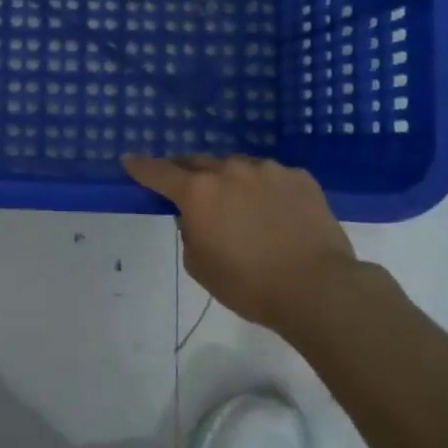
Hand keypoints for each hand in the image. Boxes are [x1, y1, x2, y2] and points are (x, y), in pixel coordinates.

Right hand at [122, 154, 360, 330]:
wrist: (318, 287)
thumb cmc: (249, 285)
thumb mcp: (200, 266)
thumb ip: (189, 233)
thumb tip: (195, 217)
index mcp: (198, 192)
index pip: (158, 172)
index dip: (141, 166)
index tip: (129, 160)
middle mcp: (229, 170)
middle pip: (197, 163)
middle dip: (187, 173)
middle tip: (187, 189)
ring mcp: (267, 170)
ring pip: (237, 167)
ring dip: (229, 181)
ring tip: (240, 206)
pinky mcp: (299, 177)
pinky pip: (271, 177)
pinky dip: (265, 189)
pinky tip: (275, 213)